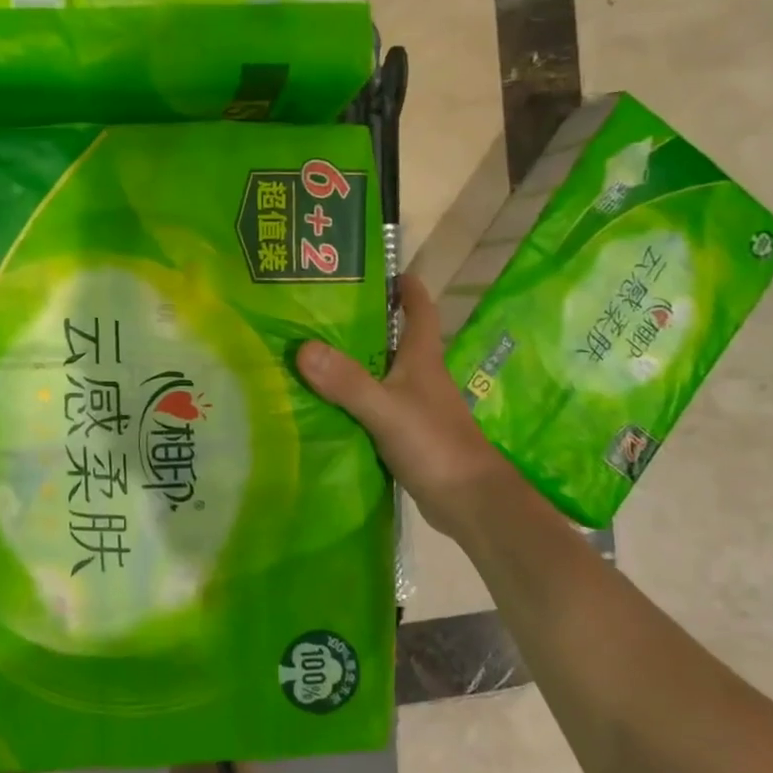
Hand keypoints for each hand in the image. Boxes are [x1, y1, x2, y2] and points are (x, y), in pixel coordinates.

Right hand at [297, 274, 506, 542]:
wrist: (469, 502)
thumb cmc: (435, 445)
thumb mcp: (386, 409)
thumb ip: (347, 381)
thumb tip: (303, 348)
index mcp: (423, 358)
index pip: (419, 309)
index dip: (404, 286)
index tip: (376, 269)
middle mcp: (420, 376)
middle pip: (391, 338)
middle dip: (361, 322)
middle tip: (317, 311)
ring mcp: (413, 406)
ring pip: (378, 373)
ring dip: (350, 363)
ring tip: (307, 352)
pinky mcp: (405, 433)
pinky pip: (372, 406)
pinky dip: (349, 400)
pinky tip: (321, 403)